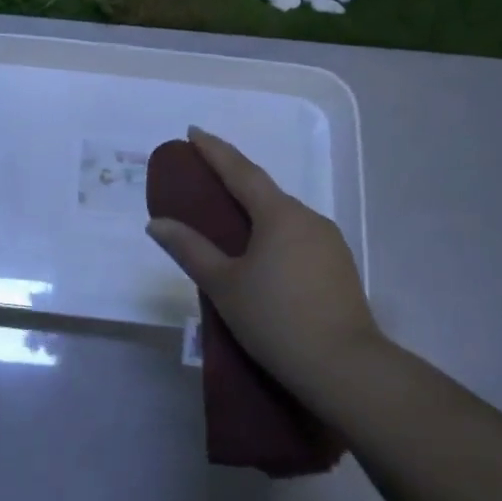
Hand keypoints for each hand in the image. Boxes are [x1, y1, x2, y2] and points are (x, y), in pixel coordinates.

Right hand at [146, 128, 388, 406]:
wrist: (344, 367)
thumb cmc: (275, 319)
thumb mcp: (223, 285)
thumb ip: (190, 249)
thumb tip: (157, 223)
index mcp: (280, 215)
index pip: (241, 172)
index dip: (214, 150)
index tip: (193, 132)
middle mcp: (309, 219)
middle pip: (264, 192)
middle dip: (234, 182)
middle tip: (203, 179)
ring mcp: (329, 243)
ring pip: (283, 217)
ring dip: (255, 213)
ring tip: (227, 224)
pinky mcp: (338, 267)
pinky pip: (297, 238)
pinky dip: (273, 236)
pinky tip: (260, 257)